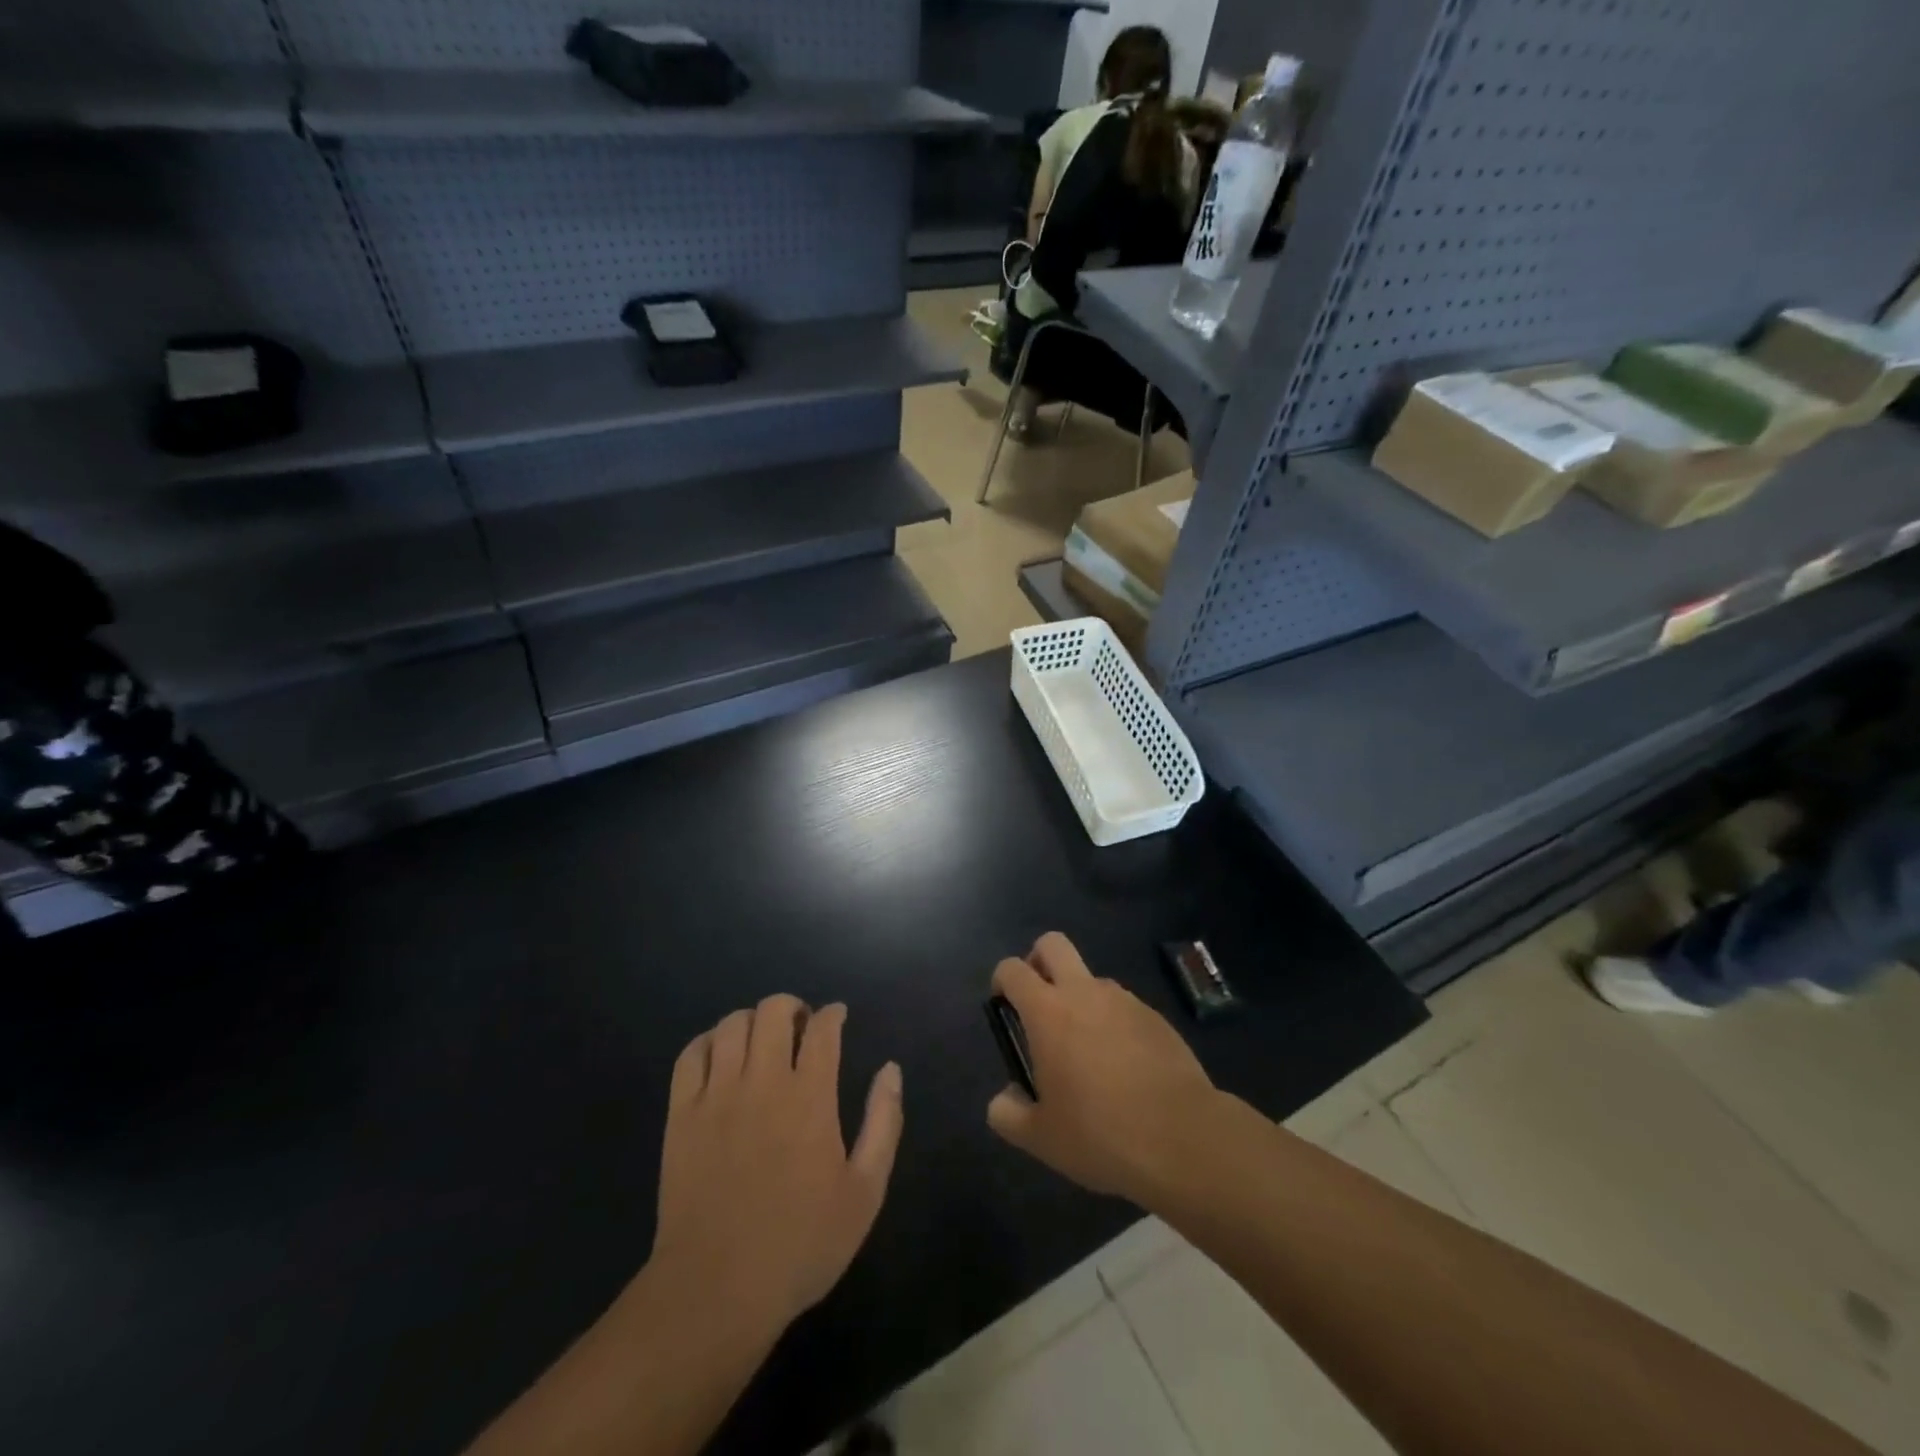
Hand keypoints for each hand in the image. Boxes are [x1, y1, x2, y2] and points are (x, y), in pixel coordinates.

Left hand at [652, 996, 903, 1334]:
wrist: (715, 1291)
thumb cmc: (800, 1244)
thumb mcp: (864, 1192)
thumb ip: (883, 1122)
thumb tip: (890, 1069)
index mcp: (809, 1096)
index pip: (823, 1028)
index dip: (833, 1014)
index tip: (837, 1018)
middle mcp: (763, 1081)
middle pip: (774, 1010)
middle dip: (792, 1007)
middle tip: (800, 1029)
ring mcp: (716, 1095)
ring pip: (732, 1024)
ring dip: (753, 1021)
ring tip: (761, 1042)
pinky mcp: (681, 1114)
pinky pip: (692, 1054)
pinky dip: (710, 1042)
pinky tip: (721, 1057)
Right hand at [986, 933, 1218, 1205]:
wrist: (1182, 1138)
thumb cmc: (1100, 1133)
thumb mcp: (1040, 1137)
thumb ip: (1008, 1113)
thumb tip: (1005, 1098)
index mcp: (1048, 1012)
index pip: (1012, 969)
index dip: (1002, 981)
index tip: (1004, 1008)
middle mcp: (1084, 992)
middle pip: (1052, 944)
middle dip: (1038, 960)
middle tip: (1038, 1003)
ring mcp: (1124, 1000)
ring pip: (1091, 978)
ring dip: (1080, 998)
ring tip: (1087, 1053)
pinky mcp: (1155, 1016)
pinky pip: (1123, 1007)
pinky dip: (1114, 1023)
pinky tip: (1124, 1069)